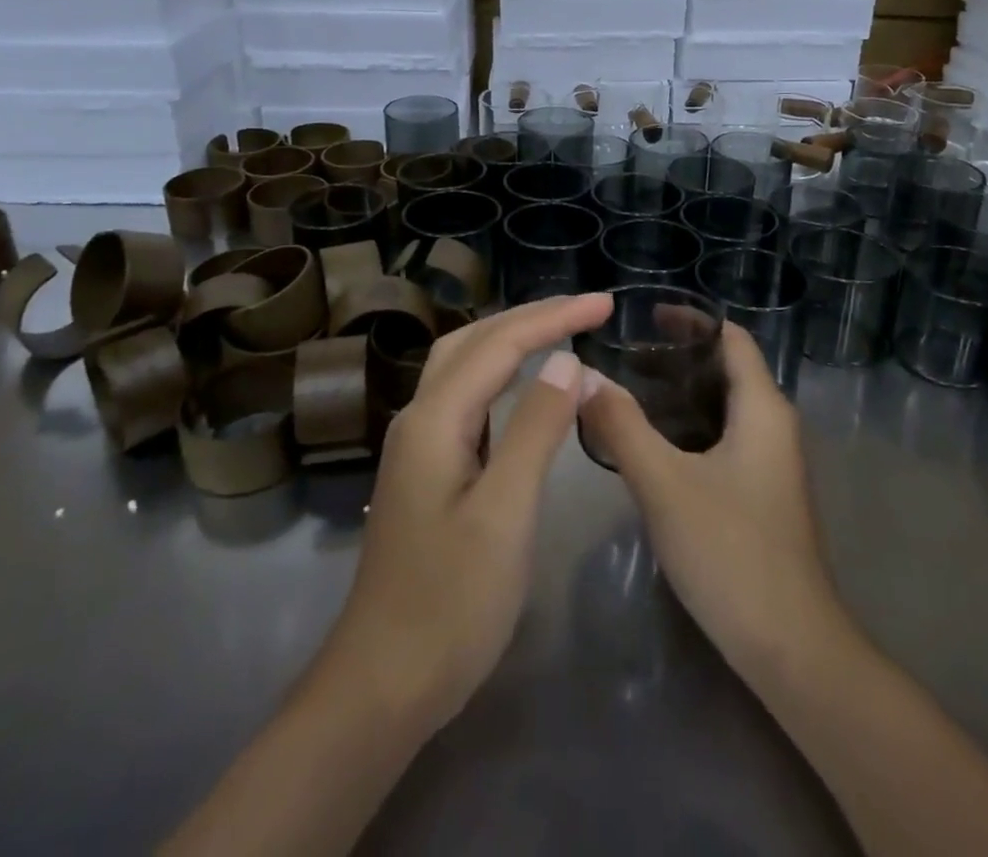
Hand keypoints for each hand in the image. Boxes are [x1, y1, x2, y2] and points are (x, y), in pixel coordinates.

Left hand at [315, 293, 612, 736]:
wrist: (381, 683)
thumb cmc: (450, 604)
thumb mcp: (505, 514)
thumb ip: (535, 430)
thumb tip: (567, 362)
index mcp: (434, 419)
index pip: (501, 345)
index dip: (554, 317)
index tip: (605, 304)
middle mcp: (420, 417)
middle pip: (475, 341)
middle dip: (531, 316)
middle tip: (587, 310)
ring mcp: (418, 443)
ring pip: (465, 364)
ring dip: (512, 338)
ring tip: (560, 329)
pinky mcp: (426, 468)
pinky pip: (465, 397)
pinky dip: (499, 373)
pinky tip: (521, 384)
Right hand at [578, 321, 848, 681]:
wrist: (791, 648)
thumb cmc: (730, 551)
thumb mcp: (664, 483)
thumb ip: (621, 425)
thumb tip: (583, 375)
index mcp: (763, 409)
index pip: (732, 339)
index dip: (692, 320)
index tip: (645, 316)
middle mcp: (774, 427)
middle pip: (727, 370)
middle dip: (678, 356)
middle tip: (626, 355)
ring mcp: (772, 465)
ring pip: (723, 409)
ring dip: (680, 395)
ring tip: (628, 392)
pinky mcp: (762, 496)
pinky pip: (724, 440)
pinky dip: (689, 429)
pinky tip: (651, 447)